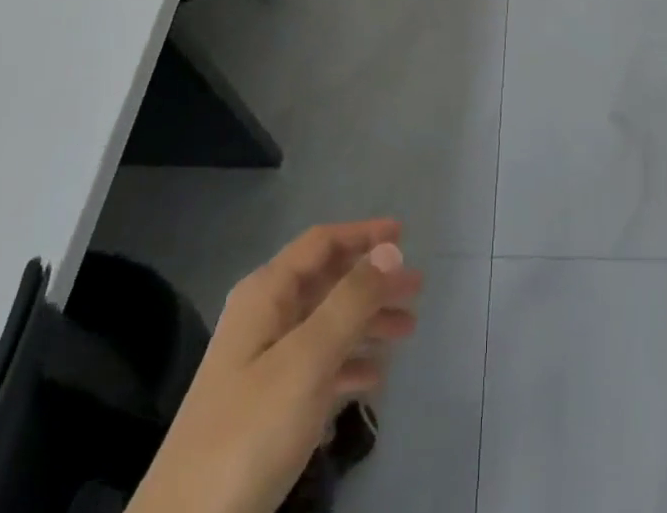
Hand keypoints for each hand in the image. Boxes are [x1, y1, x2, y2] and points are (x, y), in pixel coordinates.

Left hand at [129, 220, 422, 512]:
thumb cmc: (249, 431)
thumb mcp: (307, 360)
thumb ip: (351, 301)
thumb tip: (390, 249)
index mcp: (266, 294)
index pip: (321, 243)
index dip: (363, 234)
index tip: (404, 236)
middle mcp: (264, 317)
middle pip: (327, 282)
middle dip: (373, 281)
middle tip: (417, 288)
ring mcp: (263, 362)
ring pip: (326, 324)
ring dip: (367, 321)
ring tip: (408, 330)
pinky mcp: (265, 406)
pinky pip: (317, 365)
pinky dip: (348, 363)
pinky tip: (375, 378)